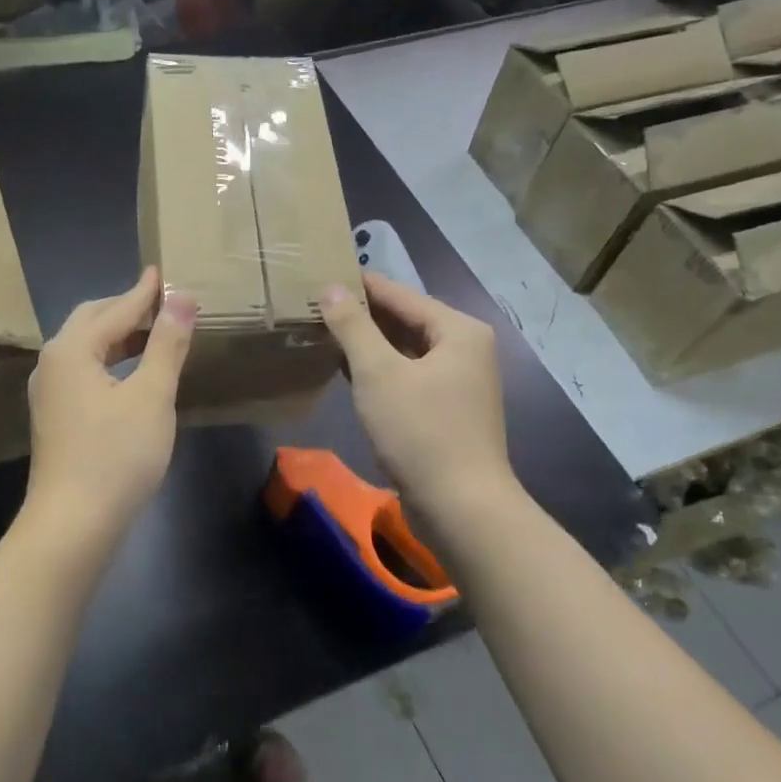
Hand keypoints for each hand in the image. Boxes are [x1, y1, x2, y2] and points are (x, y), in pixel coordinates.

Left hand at [25, 267, 195, 531]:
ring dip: (117, 336)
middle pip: (91, 322)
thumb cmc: (117, 455)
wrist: (73, 523)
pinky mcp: (54, 417)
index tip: (163, 270)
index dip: (144, 292)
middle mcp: (52, 363)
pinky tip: (129, 374)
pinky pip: (82, 372)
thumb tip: (181, 297)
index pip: (115, 309)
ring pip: (85, 349)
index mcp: (72, 350)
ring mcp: (49, 392)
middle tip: (161, 302)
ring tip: (152, 333)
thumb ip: (167, 344)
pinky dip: (108, 361)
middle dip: (125, 309)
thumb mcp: (152, 396)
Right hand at [320, 272, 512, 517]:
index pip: (400, 295)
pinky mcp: (446, 410)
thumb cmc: (420, 432)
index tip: (321, 274)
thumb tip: (331, 288)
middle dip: (362, 316)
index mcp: (458, 330)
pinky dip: (379, 371)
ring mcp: (458, 382)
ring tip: (323, 333)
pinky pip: (407, 376)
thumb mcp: (378, 373)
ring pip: (405, 351)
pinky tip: (346, 371)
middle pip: (405, 321)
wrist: (460, 506)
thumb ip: (353, 327)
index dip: (360, 286)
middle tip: (315, 305)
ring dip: (368, 344)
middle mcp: (465, 349)